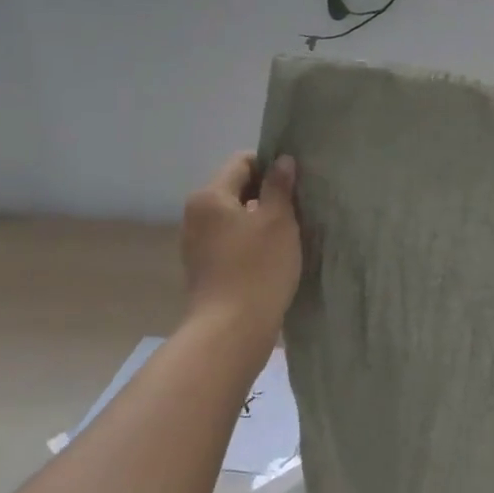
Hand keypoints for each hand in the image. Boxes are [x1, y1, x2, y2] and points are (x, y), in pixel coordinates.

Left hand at [181, 152, 301, 345]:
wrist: (231, 332)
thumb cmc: (258, 268)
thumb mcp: (278, 221)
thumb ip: (280, 186)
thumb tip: (282, 160)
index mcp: (210, 196)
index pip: (243, 162)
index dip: (271, 166)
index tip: (295, 184)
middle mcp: (196, 215)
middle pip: (237, 189)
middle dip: (267, 195)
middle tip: (297, 209)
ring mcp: (196, 244)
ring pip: (234, 217)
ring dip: (260, 220)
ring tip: (288, 234)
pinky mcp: (204, 269)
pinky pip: (230, 241)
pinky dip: (249, 242)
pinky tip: (271, 257)